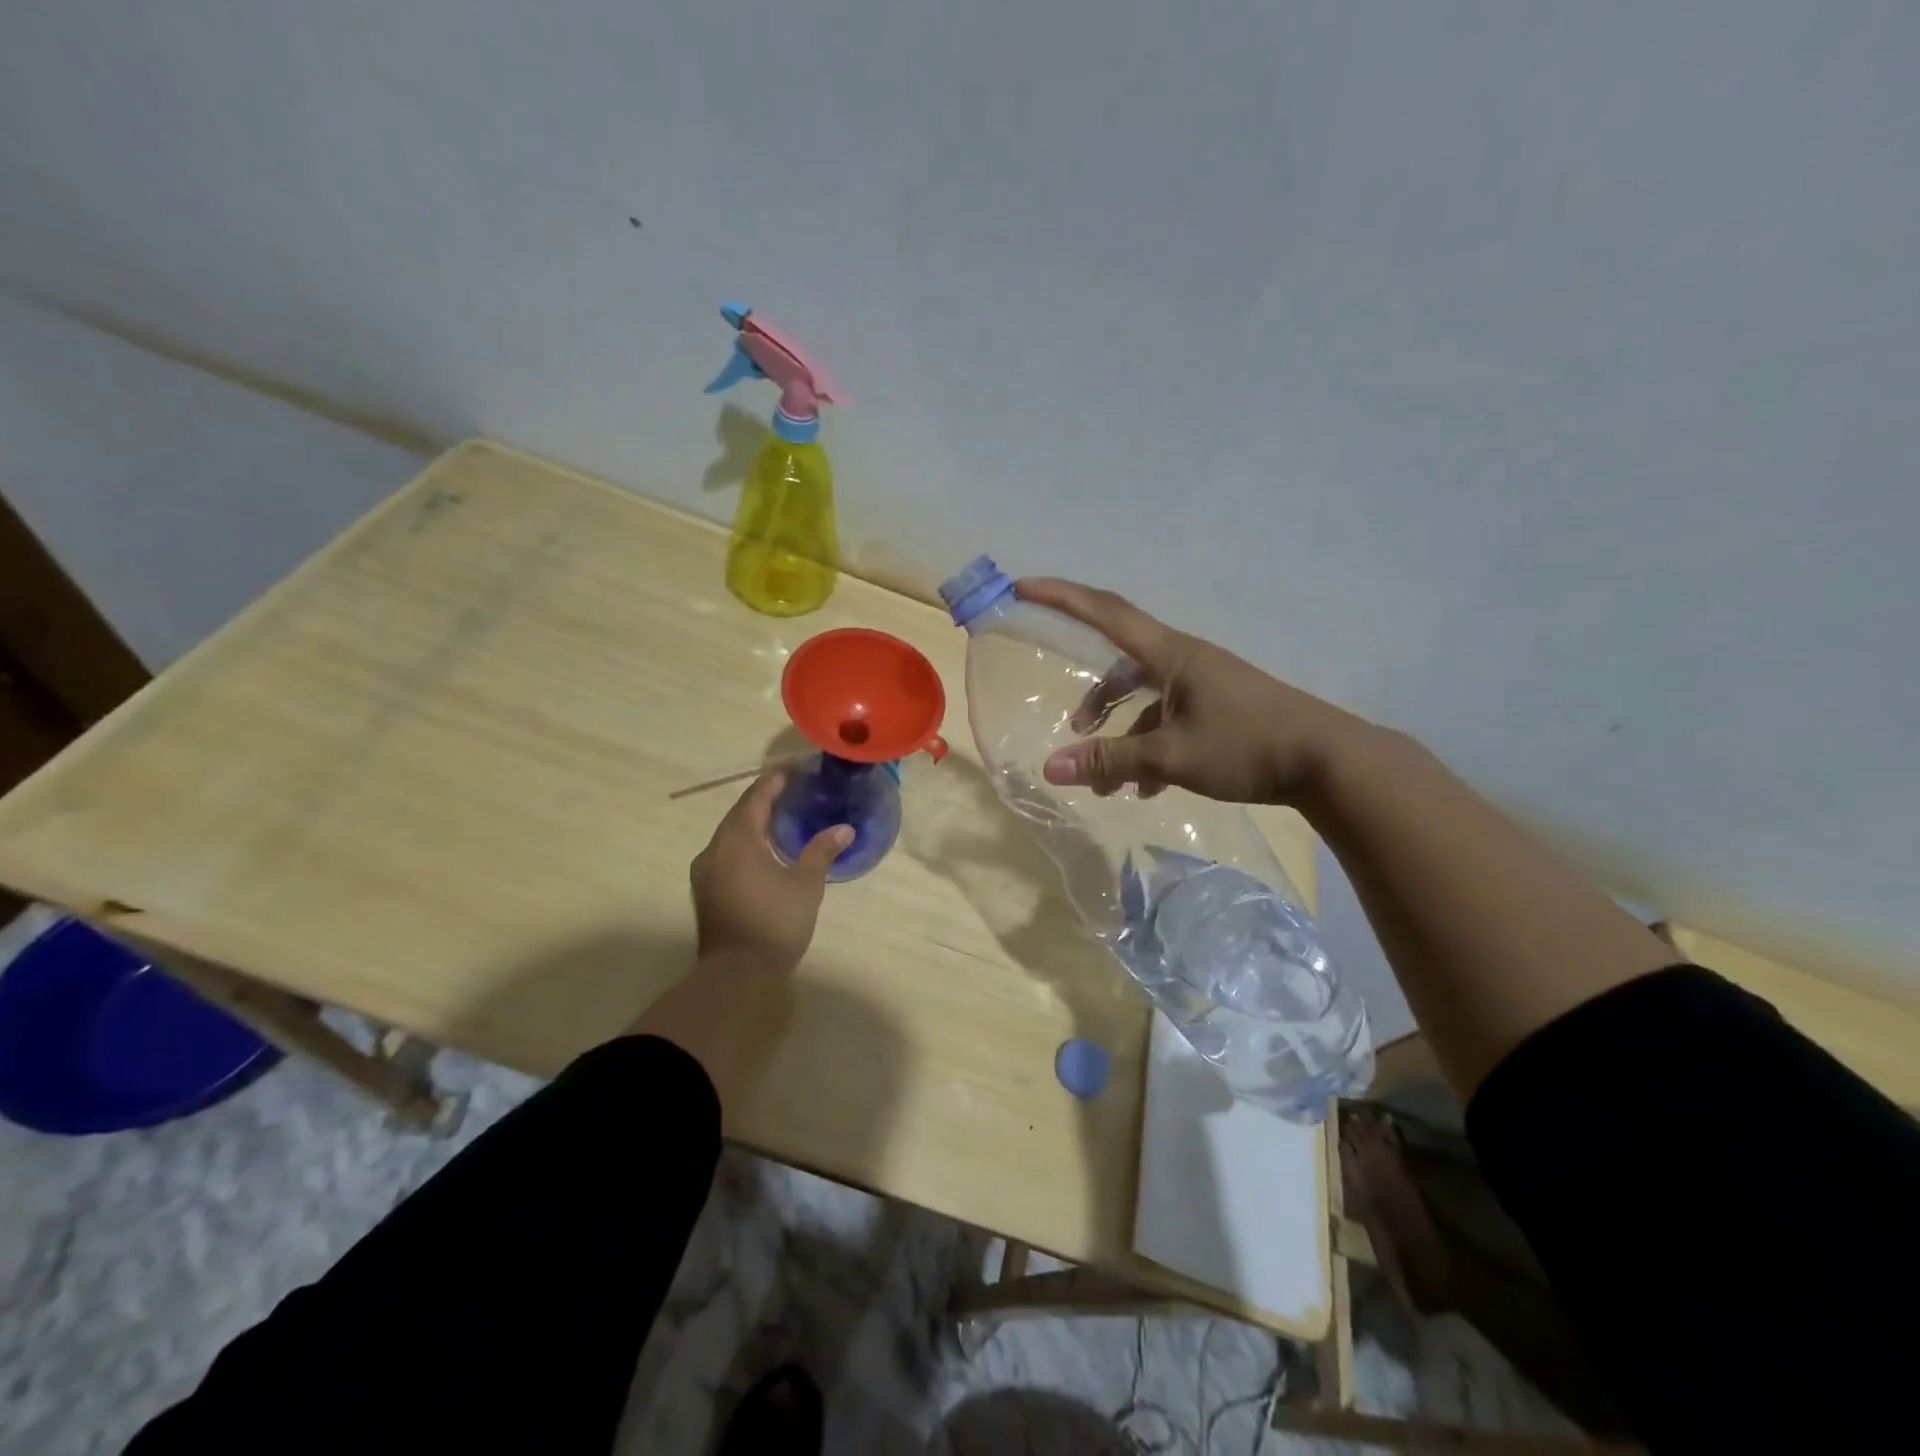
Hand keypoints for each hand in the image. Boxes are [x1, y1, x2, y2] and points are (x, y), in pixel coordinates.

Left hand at [690, 771, 850, 975]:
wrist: (737, 974)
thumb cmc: (775, 921)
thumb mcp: (806, 884)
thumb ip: (821, 851)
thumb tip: (844, 829)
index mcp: (737, 839)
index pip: (755, 798)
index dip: (774, 782)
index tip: (793, 771)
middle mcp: (714, 849)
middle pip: (739, 814)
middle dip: (763, 801)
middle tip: (791, 792)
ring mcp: (705, 872)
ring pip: (730, 836)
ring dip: (752, 824)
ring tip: (780, 818)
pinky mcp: (706, 892)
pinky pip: (726, 855)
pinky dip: (745, 845)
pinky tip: (763, 851)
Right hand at [1016, 577, 1368, 805]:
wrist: (1328, 762)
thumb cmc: (1247, 746)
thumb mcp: (1171, 757)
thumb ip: (1109, 761)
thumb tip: (1050, 769)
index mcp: (1171, 654)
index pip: (1106, 612)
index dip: (1061, 597)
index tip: (1022, 587)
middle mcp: (1184, 662)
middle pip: (1122, 666)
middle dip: (1094, 699)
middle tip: (1072, 730)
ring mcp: (1204, 686)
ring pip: (1146, 701)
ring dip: (1122, 735)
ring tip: (1107, 783)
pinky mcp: (1218, 710)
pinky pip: (1170, 721)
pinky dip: (1150, 749)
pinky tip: (1147, 789)